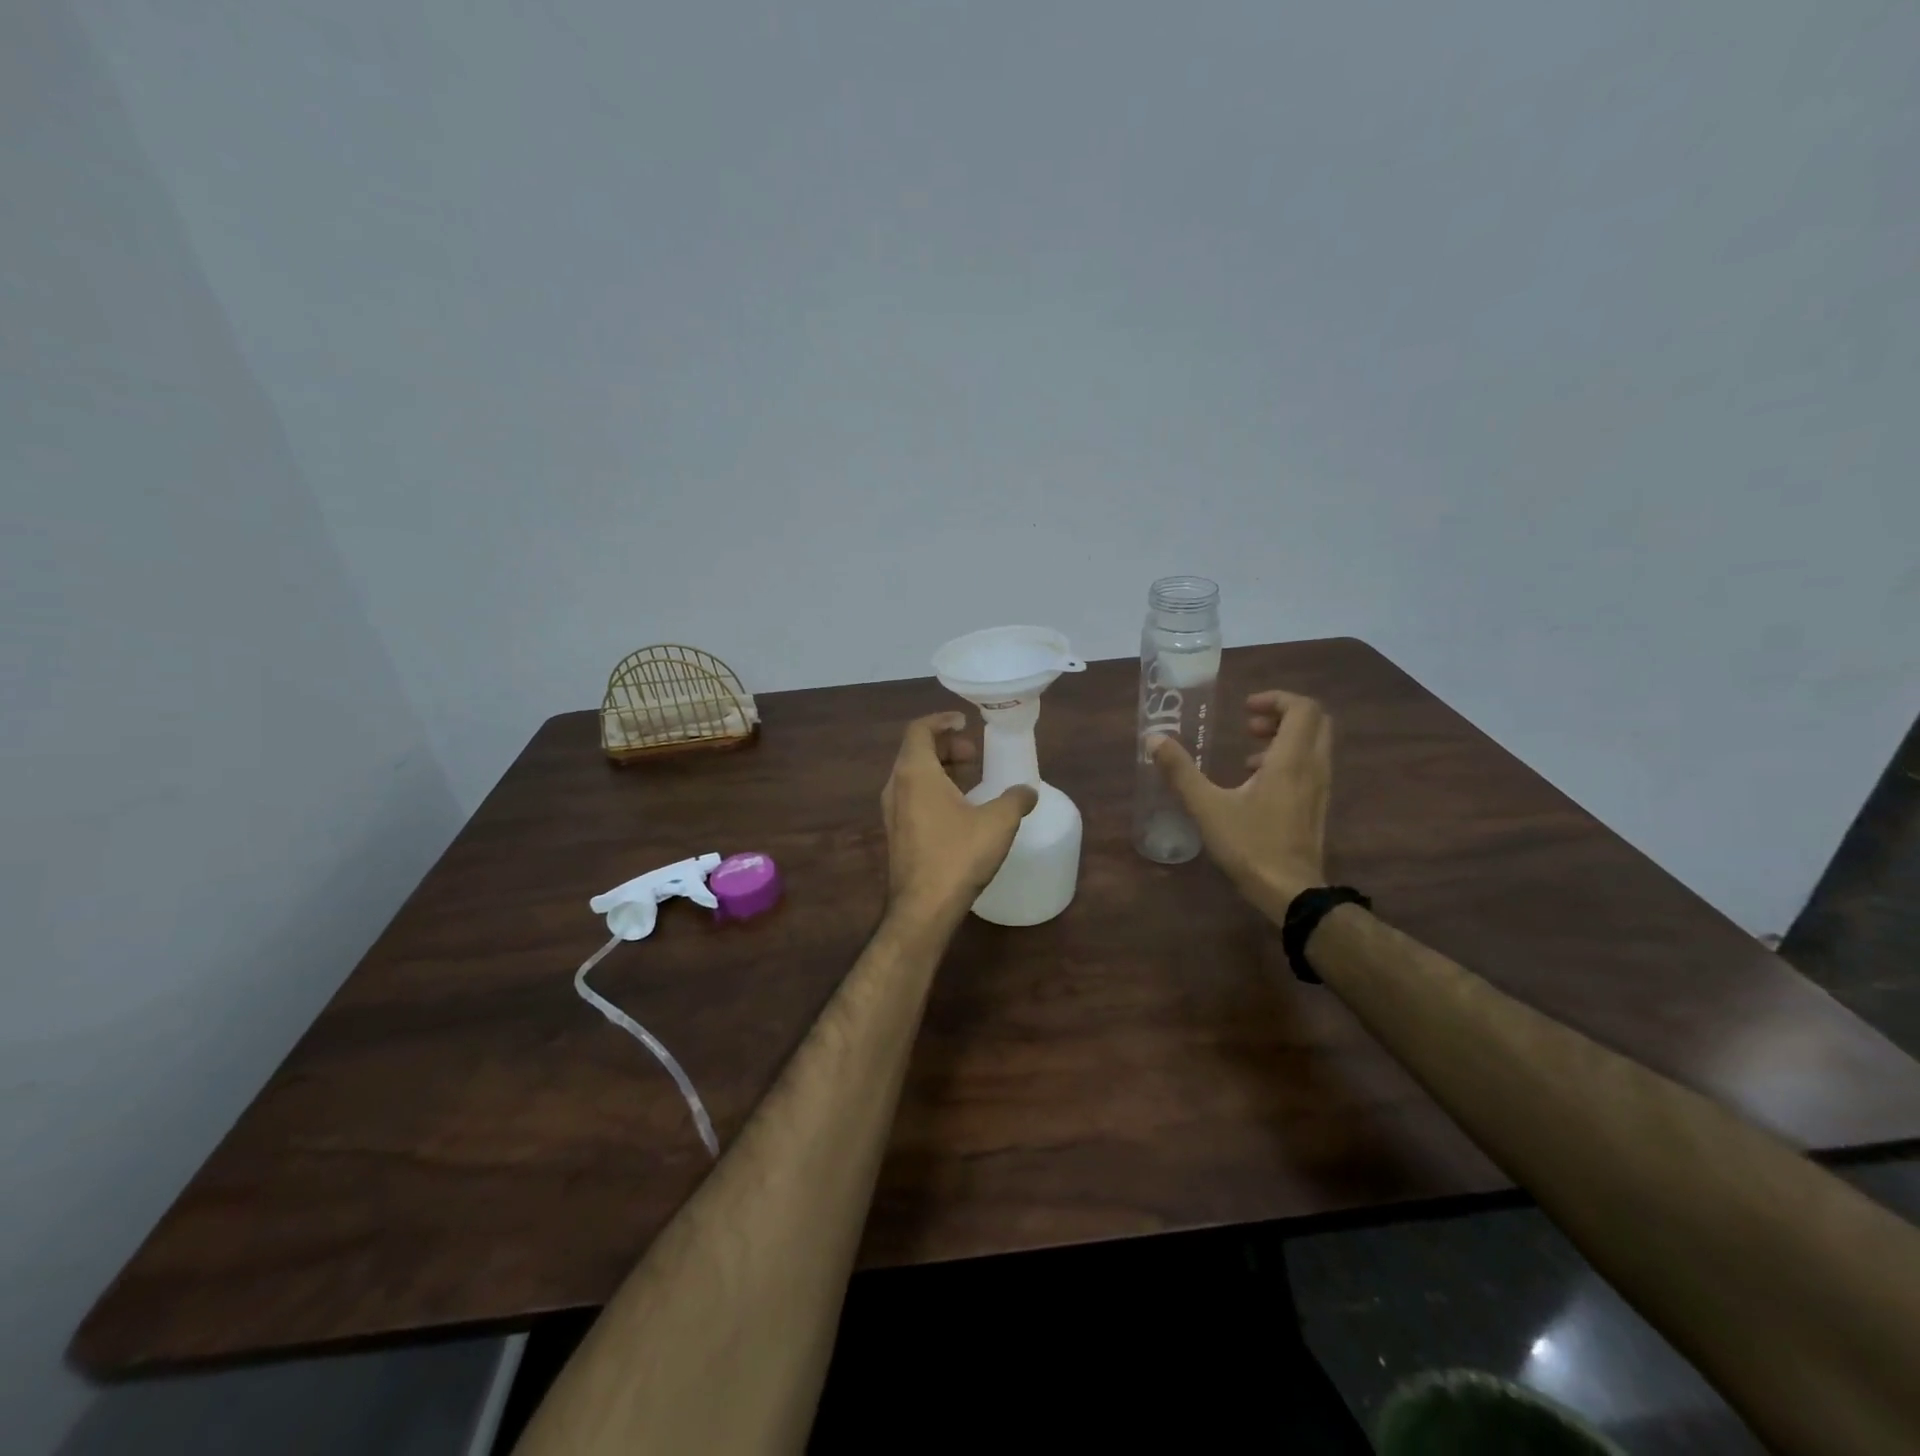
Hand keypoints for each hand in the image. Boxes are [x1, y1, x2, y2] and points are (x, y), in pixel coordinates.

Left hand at [882, 713, 1038, 926]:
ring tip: (970, 777)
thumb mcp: (998, 823)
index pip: (919, 730)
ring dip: (940, 769)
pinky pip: (912, 796)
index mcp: (914, 773)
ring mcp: (892, 812)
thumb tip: (1028, 790)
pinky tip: (959, 808)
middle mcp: (896, 786)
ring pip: (913, 775)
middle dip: (945, 745)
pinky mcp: (896, 833)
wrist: (923, 908)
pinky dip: (933, 789)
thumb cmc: (957, 856)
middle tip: (973, 754)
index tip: (965, 722)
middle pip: (915, 750)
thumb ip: (1016, 799)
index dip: (941, 720)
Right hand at [1151, 690, 1330, 915]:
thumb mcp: (1207, 807)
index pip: (1303, 708)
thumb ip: (1180, 771)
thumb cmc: (1250, 845)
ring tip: (1247, 753)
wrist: (1290, 892)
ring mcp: (1320, 788)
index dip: (1276, 699)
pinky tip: (1256, 783)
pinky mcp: (1318, 806)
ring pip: (1314, 744)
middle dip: (1282, 714)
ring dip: (1284, 737)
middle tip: (1249, 723)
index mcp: (1291, 760)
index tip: (1245, 708)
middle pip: (1314, 721)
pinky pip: (1310, 766)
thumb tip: (1154, 739)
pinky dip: (1288, 760)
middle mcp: (1313, 767)